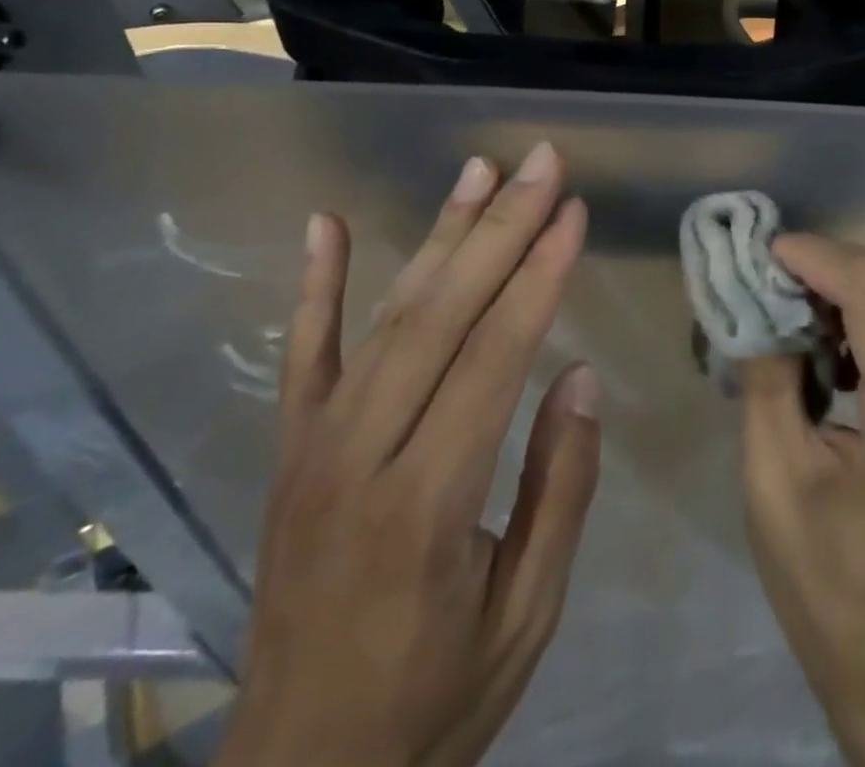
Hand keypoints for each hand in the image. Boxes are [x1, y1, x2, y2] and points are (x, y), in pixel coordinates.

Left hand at [218, 143, 600, 766]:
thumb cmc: (432, 700)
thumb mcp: (525, 618)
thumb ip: (557, 491)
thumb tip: (576, 376)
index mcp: (428, 503)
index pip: (494, 358)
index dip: (538, 276)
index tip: (572, 212)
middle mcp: (361, 456)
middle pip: (440, 316)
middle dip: (499, 228)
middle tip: (541, 164)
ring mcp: (313, 447)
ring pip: (386, 317)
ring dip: (439, 234)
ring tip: (480, 168)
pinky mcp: (288, 450)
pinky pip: (302, 354)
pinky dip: (316, 284)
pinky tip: (325, 224)